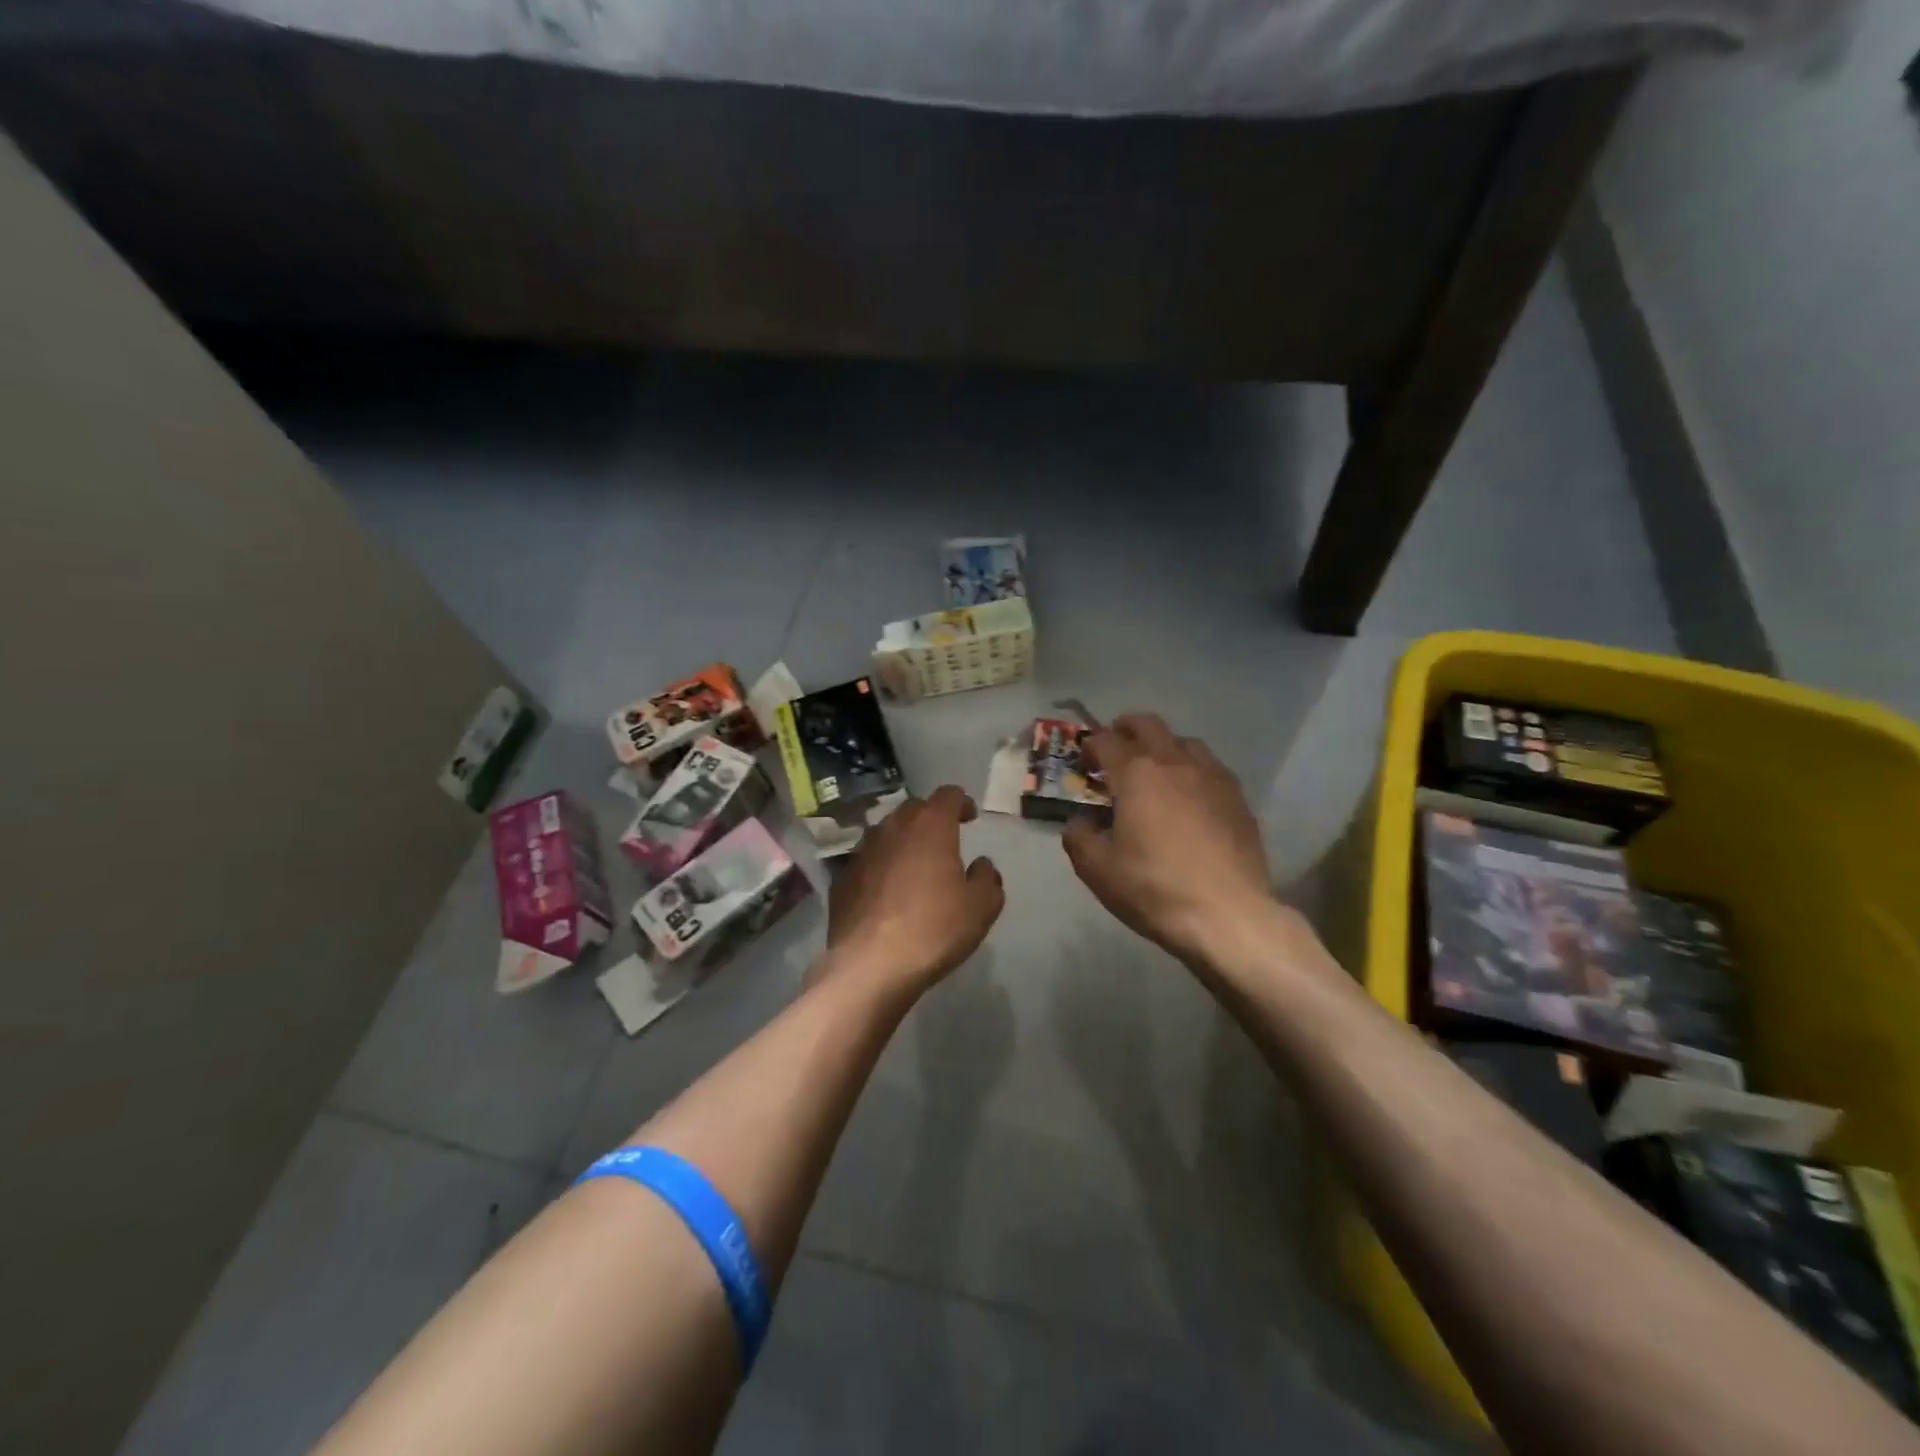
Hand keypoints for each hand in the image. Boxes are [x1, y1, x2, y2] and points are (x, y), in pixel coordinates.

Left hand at [822, 785, 1004, 995]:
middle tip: (945, 840)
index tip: (970, 818)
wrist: (870, 964)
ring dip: (904, 841)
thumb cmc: (934, 928)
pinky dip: (881, 866)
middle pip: (915, 809)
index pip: (948, 795)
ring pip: (887, 832)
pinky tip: (888, 891)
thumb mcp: (981, 908)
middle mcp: (893, 827)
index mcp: (930, 825)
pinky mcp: (842, 877)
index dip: (962, 802)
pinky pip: (868, 860)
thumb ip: (987, 879)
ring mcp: (862, 851)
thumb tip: (981, 865)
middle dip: (931, 818)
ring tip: (915, 864)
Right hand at [1064, 714, 1276, 965]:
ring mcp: (1212, 777)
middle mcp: (1175, 763)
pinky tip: (1189, 797)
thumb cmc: (1154, 889)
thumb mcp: (1097, 869)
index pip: (1106, 741)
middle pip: (1148, 725)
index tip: (1083, 761)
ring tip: (1155, 771)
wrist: (1228, 915)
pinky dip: (1192, 770)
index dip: (1090, 746)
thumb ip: (1078, 837)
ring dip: (1163, 746)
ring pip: (1184, 742)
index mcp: (1136, 774)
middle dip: (1126, 729)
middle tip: (1114, 748)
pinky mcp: (1238, 798)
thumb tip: (1081, 822)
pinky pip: (1210, 768)